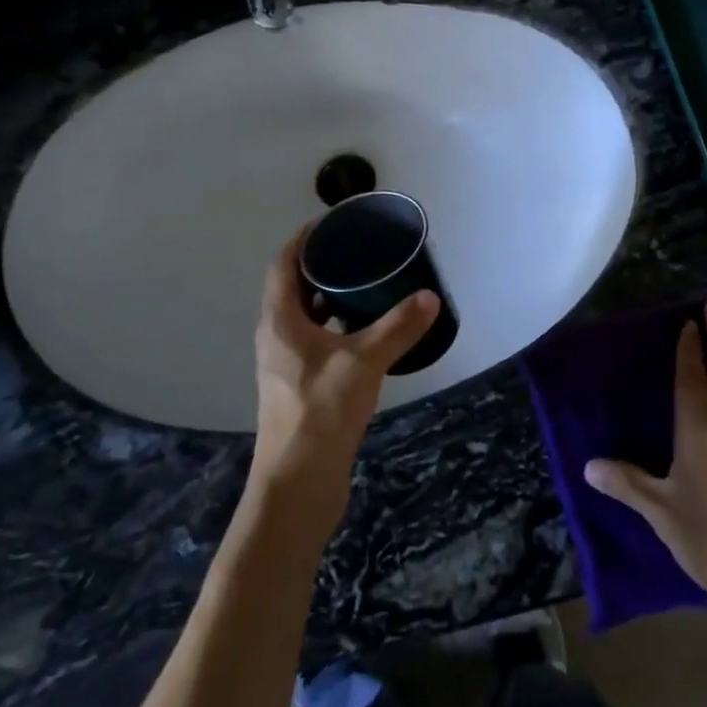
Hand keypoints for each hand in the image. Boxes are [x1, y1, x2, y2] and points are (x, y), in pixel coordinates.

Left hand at [247, 233, 439, 542]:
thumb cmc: (321, 413)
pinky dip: (336, 326)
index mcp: (280, 321)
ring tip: (367, 284)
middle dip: (322, 265)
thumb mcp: (364, 362)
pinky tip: (366, 333)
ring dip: (330, 297)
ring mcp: (285, 364)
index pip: (283, 264)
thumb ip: (398, 327)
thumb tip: (430, 298)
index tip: (332, 222)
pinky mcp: (299, 385)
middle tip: (359, 250)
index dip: (304, 239)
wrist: (298, 483)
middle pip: (293, 287)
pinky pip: (315, 340)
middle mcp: (276, 336)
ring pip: (305, 316)